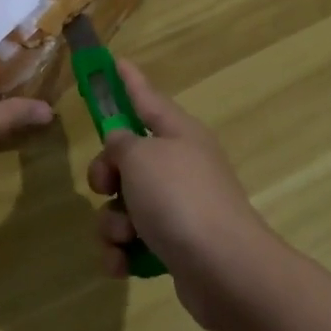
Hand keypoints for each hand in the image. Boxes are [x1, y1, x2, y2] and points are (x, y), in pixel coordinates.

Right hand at [86, 61, 288, 330]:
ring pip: (124, 205)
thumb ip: (121, 144)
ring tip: (124, 236)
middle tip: (105, 186)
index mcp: (179, 134)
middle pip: (127, 158)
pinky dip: (123, 252)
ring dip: (112, 222)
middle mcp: (180, 166)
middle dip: (106, 175)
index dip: (128, 81)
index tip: (114, 61)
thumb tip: (121, 144)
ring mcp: (179, 208)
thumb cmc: (180, 199)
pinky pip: (133, 242)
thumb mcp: (141, 158)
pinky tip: (123, 263)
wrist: (224, 269)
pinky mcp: (174, 246)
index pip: (146, 98)